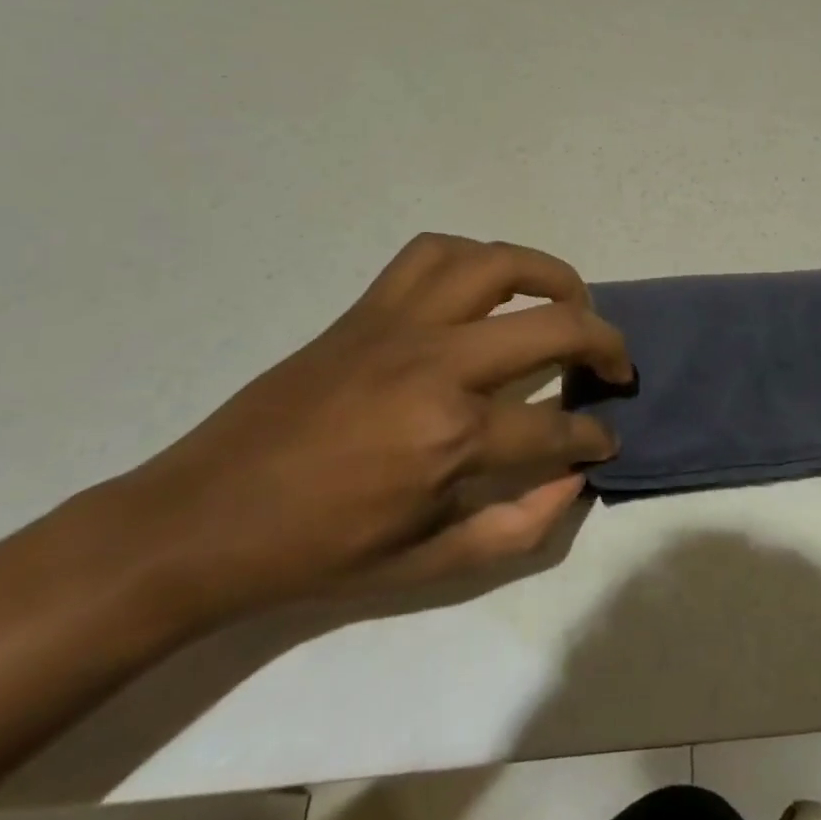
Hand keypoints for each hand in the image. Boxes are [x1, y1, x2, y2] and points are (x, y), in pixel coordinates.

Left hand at [107, 235, 629, 624]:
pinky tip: (488, 285)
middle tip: (617, 365)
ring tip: (570, 301)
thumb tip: (575, 480)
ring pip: (499, 263)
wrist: (203, 518)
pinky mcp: (368, 308)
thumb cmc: (318, 550)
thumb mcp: (427, 566)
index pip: (557, 428)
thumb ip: (518, 527)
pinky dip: (475, 258)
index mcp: (452, 437)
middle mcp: (438, 364)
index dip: (594, 436)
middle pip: (557, 326)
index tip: (606, 440)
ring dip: (552, 275)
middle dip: (607, 345)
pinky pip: (433, 253)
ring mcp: (401, 324)